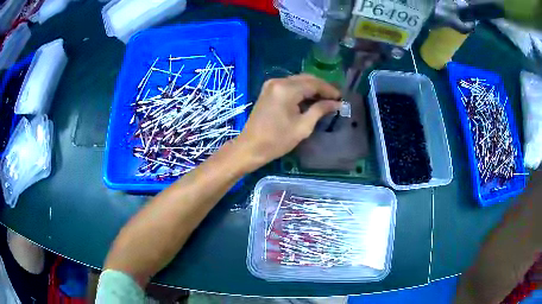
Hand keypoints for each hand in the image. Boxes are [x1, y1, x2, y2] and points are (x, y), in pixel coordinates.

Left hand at [234, 74, 340, 169]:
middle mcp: (278, 81)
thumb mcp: (303, 126)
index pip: (314, 84)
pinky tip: (310, 99)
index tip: (341, 98)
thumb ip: (320, 110)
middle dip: (322, 87)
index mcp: (286, 89)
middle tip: (335, 98)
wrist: (250, 147)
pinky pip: (290, 85)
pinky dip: (301, 90)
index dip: (329, 90)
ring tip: (326, 99)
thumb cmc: (277, 140)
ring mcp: (271, 84)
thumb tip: (337, 103)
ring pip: (298, 81)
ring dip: (312, 88)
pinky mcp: (268, 90)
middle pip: (306, 79)